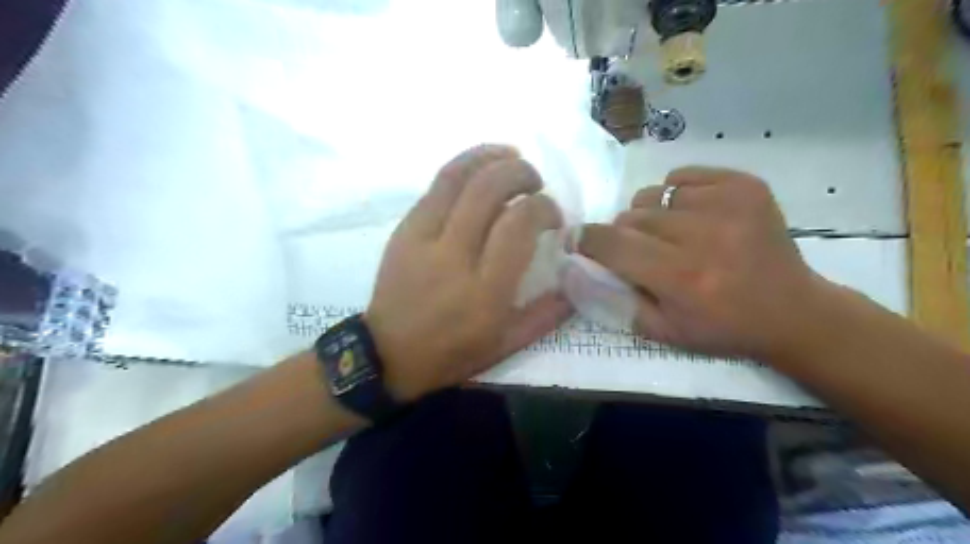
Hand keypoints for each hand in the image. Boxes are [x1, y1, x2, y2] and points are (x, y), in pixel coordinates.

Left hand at [369, 144, 568, 399]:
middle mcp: (454, 256)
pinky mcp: (404, 230)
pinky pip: (435, 186)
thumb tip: (577, 278)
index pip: (519, 224)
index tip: (553, 216)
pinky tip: (480, 168)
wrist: (388, 355)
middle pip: (488, 189)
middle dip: (521, 173)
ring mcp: (423, 238)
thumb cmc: (451, 353)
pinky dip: (463, 167)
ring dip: (490, 157)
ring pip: (457, 177)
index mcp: (485, 290)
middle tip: (535, 182)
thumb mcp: (506, 345)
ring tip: (512, 156)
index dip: (543, 208)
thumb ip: (546, 313)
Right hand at [574, 165, 834, 360]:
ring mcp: (729, 204)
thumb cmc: (721, 328)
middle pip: (632, 217)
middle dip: (624, 234)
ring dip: (652, 215)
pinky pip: (682, 178)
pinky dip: (678, 196)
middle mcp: (704, 235)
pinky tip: (696, 217)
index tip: (578, 240)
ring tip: (673, 235)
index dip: (587, 239)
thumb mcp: (661, 330)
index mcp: (681, 277)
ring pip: (654, 195)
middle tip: (641, 251)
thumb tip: (578, 266)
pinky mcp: (745, 185)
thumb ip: (615, 298)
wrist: (793, 310)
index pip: (613, 244)